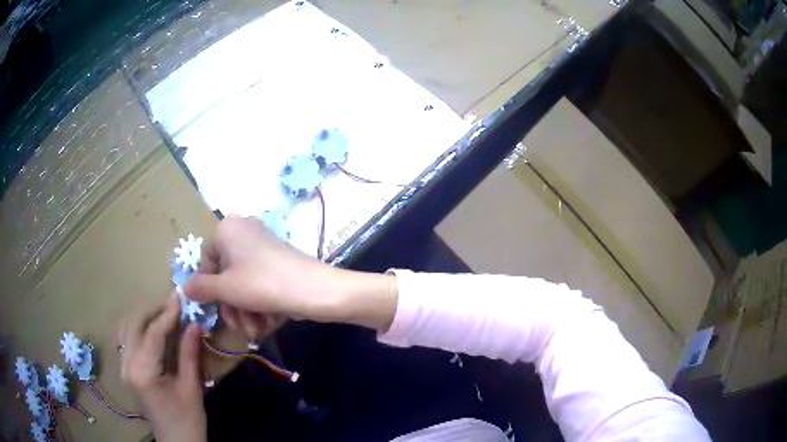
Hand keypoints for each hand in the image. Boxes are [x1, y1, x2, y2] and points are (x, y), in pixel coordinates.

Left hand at [117, 296, 205, 441]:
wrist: (176, 441)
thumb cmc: (187, 419)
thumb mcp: (191, 388)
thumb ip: (189, 354)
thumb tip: (194, 324)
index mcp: (143, 373)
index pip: (152, 333)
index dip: (167, 314)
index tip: (179, 297)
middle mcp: (127, 365)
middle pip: (133, 324)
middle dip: (152, 310)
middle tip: (172, 304)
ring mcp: (123, 367)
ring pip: (126, 328)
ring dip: (143, 316)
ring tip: (163, 313)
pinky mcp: (125, 369)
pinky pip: (125, 338)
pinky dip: (136, 326)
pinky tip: (149, 328)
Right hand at [184, 216, 397, 332]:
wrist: (315, 290)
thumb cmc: (262, 284)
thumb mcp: (226, 288)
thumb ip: (201, 288)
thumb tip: (185, 287)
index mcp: (228, 229)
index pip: (206, 260)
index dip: (208, 288)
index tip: (212, 308)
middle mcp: (244, 232)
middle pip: (226, 275)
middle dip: (232, 307)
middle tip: (239, 327)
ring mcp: (263, 247)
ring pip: (244, 284)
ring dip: (246, 312)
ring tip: (256, 330)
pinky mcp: (278, 262)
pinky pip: (261, 284)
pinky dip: (261, 304)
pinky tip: (268, 323)